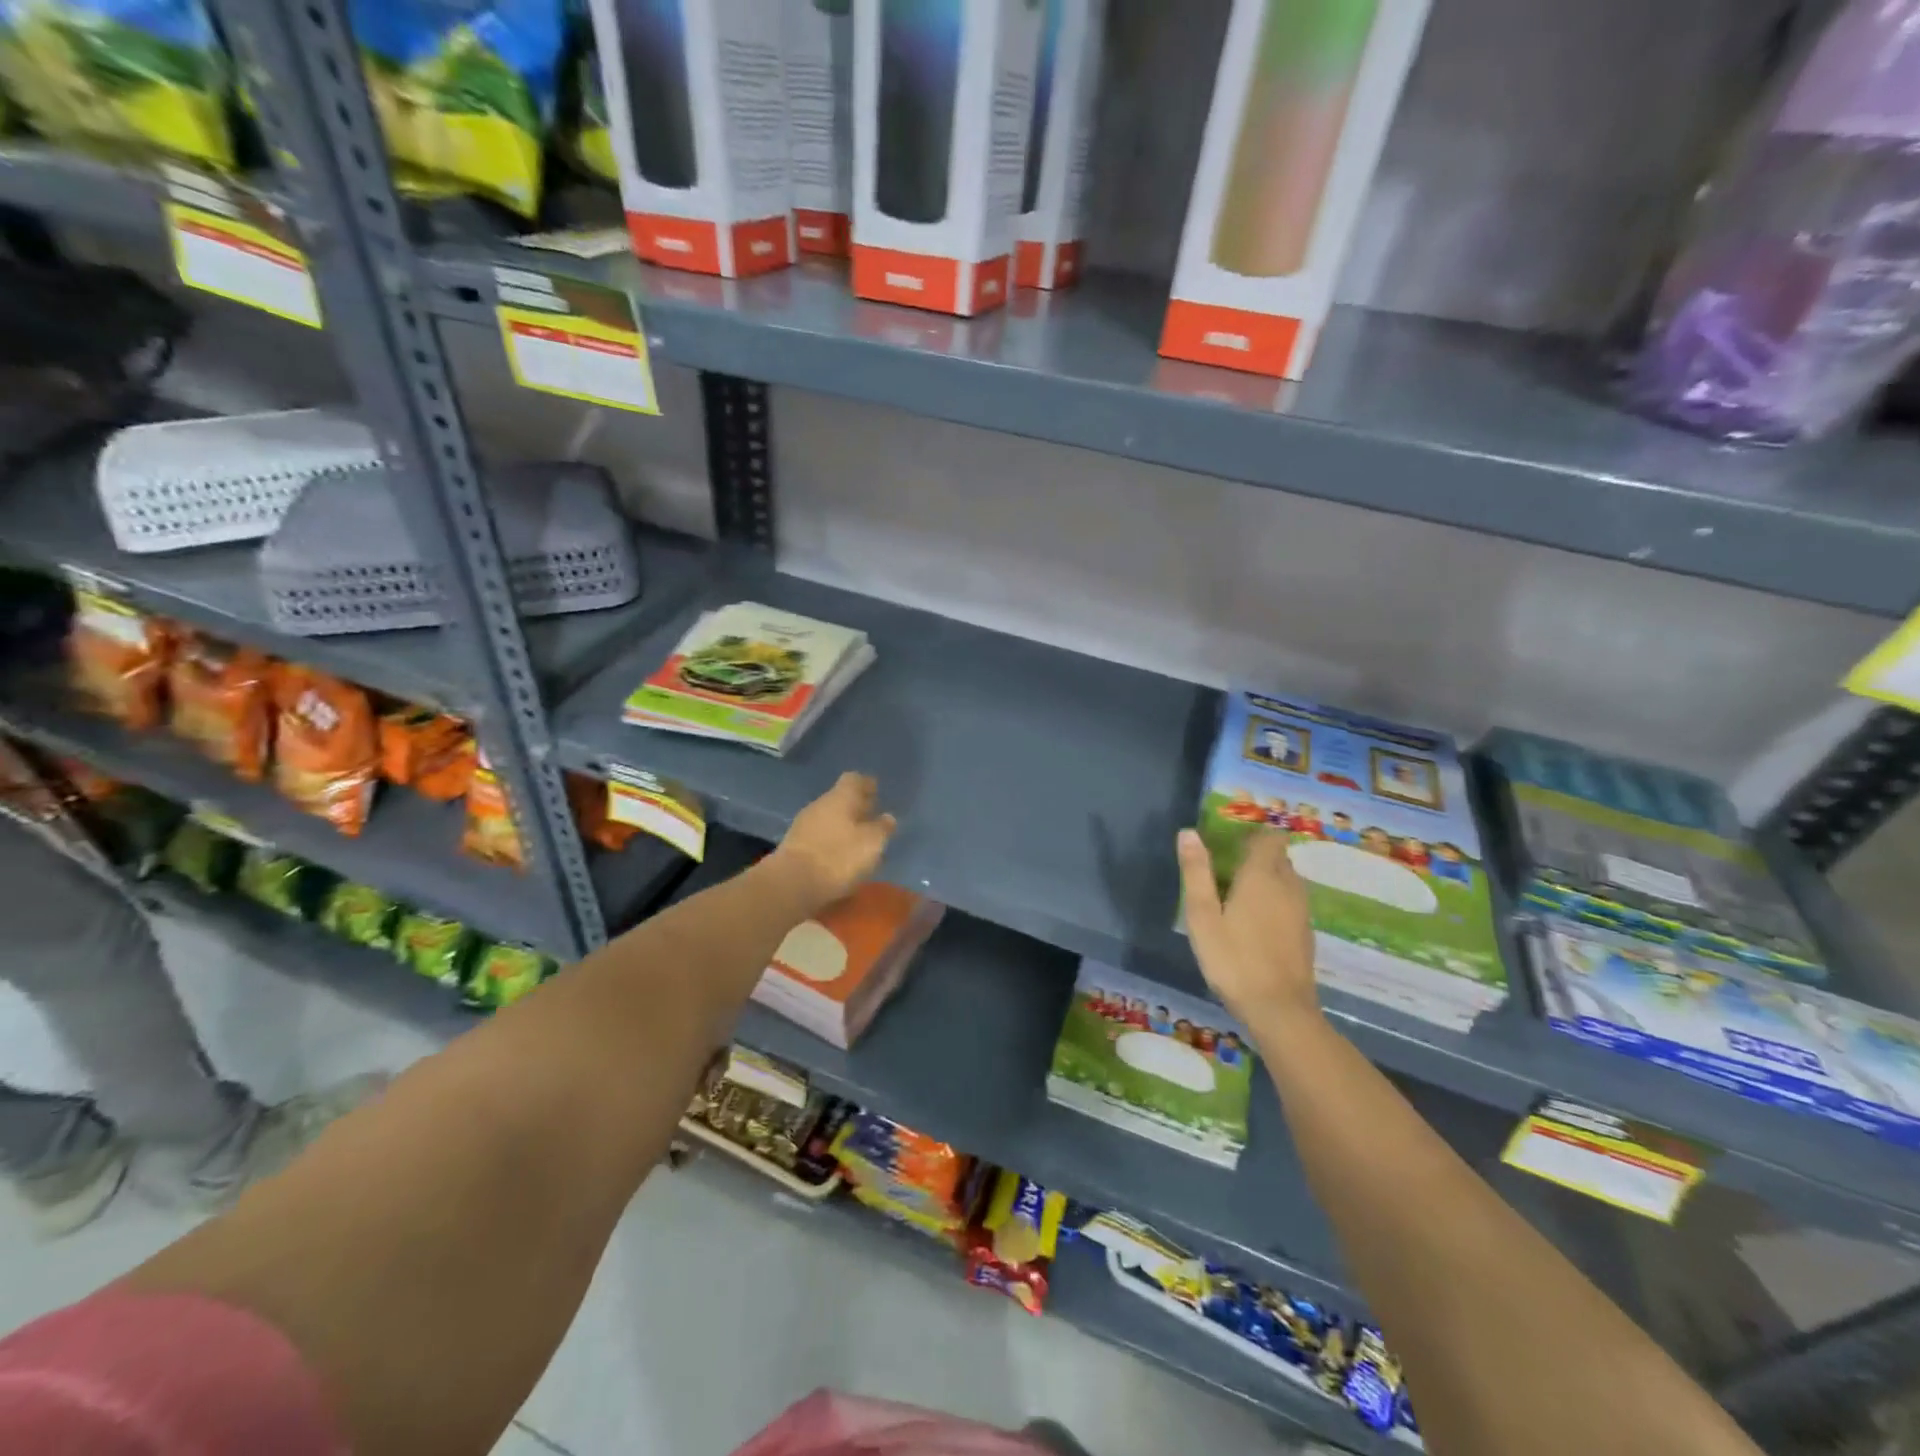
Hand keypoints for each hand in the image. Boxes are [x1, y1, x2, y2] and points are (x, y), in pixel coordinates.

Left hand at [770, 772, 897, 913]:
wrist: (792, 883)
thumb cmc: (839, 857)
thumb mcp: (871, 843)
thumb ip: (882, 828)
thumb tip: (887, 817)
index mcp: (840, 797)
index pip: (854, 779)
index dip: (866, 784)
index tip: (877, 791)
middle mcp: (820, 804)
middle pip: (840, 799)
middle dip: (856, 807)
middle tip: (872, 817)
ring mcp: (804, 824)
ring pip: (829, 817)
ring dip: (843, 825)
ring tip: (859, 840)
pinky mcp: (794, 845)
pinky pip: (819, 835)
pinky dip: (831, 841)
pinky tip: (840, 855)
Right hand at [1177, 828, 1318, 1026]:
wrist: (1280, 1010)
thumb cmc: (1233, 959)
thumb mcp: (1203, 916)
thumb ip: (1196, 873)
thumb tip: (1189, 833)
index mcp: (1262, 876)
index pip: (1269, 838)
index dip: (1252, 836)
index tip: (1230, 845)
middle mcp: (1288, 886)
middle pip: (1279, 858)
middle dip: (1257, 857)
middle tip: (1227, 871)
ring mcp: (1301, 911)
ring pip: (1288, 880)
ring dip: (1268, 879)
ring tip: (1239, 897)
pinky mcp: (1306, 933)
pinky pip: (1292, 902)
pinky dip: (1276, 902)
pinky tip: (1256, 924)